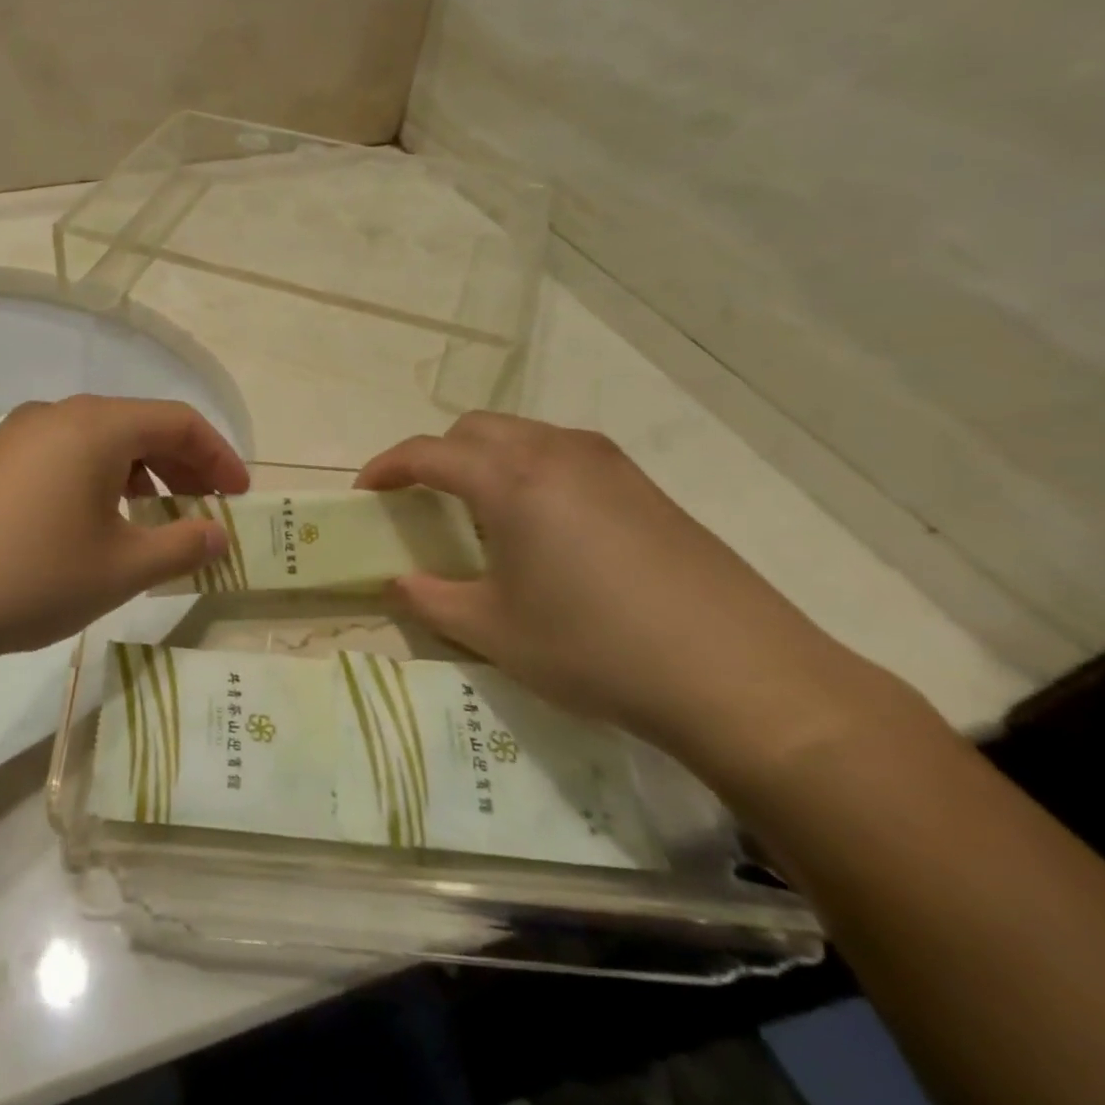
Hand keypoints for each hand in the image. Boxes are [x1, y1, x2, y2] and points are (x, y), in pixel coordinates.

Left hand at [0, 396, 247, 681]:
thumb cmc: (31, 576)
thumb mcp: (121, 568)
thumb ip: (182, 546)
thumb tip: (218, 533)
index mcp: (95, 425)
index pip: (178, 420)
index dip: (219, 455)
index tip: (239, 495)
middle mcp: (56, 414)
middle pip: (138, 425)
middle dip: (182, 465)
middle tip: (206, 507)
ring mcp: (17, 436)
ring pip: (99, 442)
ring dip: (140, 475)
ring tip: (155, 519)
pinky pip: (63, 457)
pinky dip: (98, 481)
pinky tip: (97, 523)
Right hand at [357, 412, 902, 779]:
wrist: (740, 676)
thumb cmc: (594, 647)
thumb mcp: (493, 631)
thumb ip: (429, 599)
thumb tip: (395, 582)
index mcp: (510, 479)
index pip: (427, 452)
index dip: (386, 468)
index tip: (365, 494)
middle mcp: (556, 452)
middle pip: (474, 428)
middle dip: (437, 456)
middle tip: (423, 504)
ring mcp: (608, 464)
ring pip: (523, 435)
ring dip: (486, 460)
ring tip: (483, 516)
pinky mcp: (644, 485)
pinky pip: (564, 455)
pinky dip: (531, 471)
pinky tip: (545, 529)